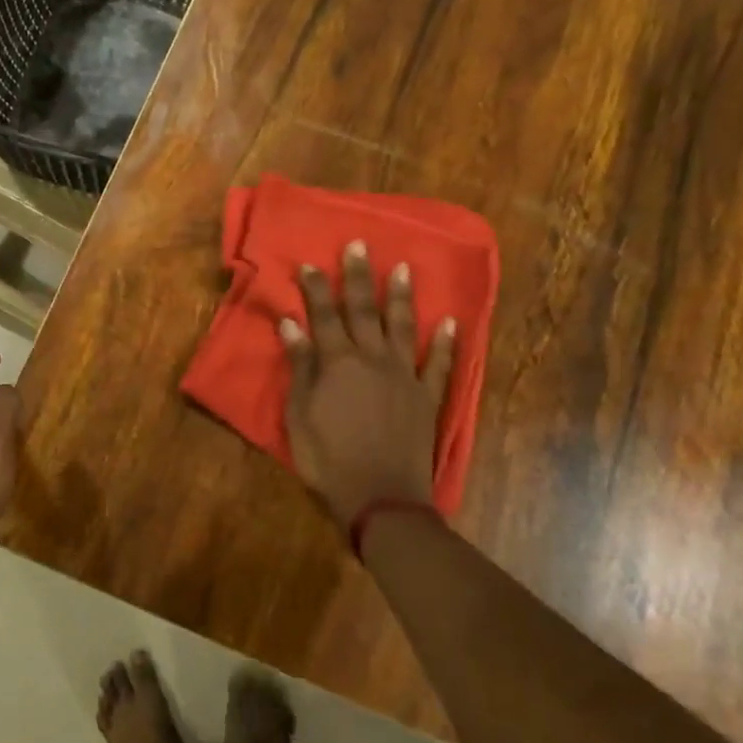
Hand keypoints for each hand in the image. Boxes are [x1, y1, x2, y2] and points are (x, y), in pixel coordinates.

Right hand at [280, 242, 456, 529]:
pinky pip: (438, 365)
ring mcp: (404, 376)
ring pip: (403, 327)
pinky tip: (451, 322)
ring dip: (401, 297)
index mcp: (337, 362)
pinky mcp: (427, 398)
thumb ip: (300, 366)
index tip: (310, 263)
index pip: (323, 315)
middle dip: (358, 277)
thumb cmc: (328, 458)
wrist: (380, 497)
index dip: (315, 288)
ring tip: (402, 268)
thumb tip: (291, 323)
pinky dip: (445, 343)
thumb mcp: (299, 414)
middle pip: (363, 310)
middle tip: (359, 244)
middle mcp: (373, 359)